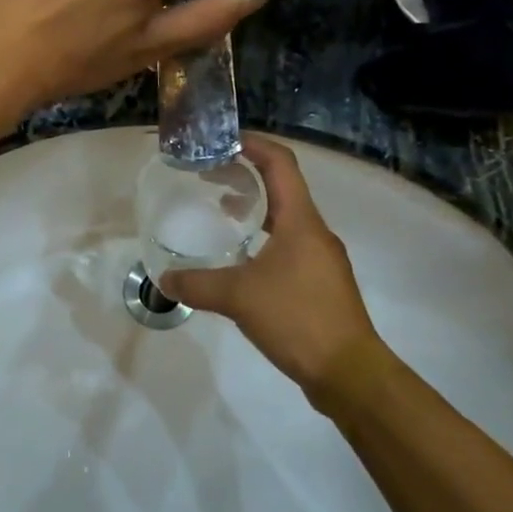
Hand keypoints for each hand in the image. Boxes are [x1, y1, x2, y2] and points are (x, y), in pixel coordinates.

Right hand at [162, 136, 381, 399]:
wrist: (348, 371)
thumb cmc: (297, 319)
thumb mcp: (238, 298)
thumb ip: (197, 284)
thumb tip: (165, 279)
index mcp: (301, 221)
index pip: (280, 164)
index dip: (255, 144)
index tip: (224, 140)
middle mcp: (315, 232)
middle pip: (283, 188)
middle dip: (248, 175)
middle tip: (211, 175)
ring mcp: (321, 258)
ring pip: (287, 218)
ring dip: (256, 207)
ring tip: (222, 210)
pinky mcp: (320, 282)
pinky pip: (289, 245)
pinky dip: (264, 238)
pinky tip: (241, 260)